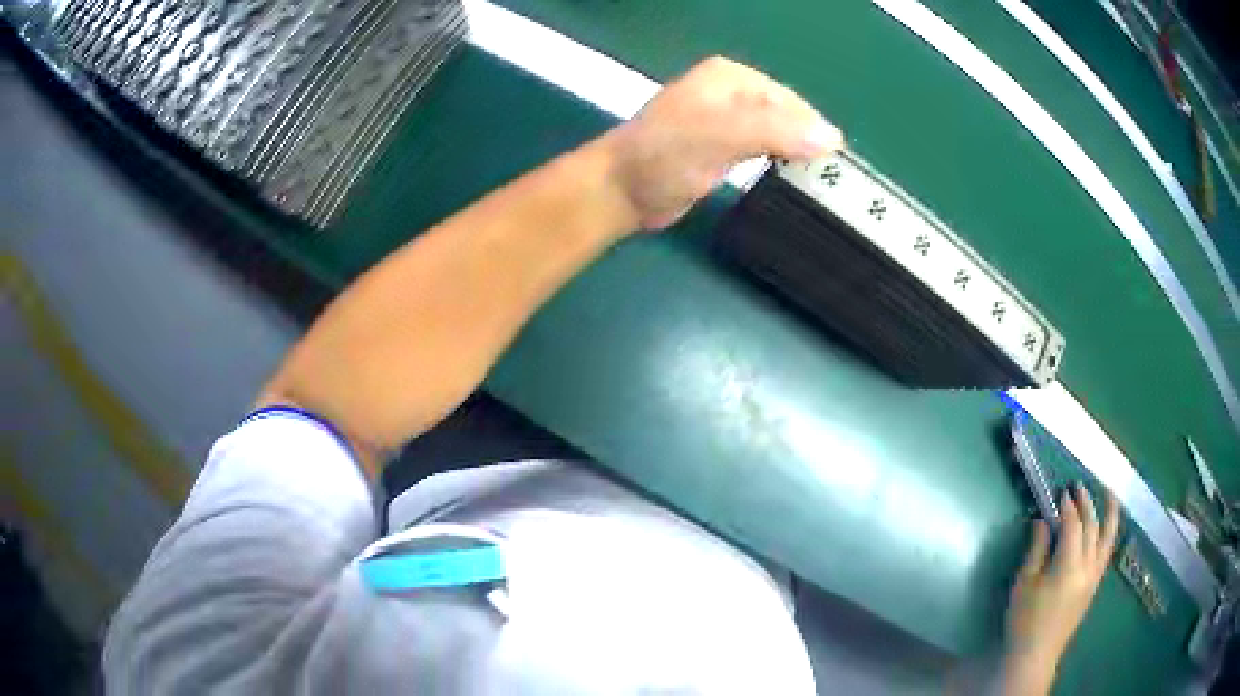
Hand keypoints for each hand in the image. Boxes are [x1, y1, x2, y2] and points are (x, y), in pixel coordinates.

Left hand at [603, 56, 842, 229]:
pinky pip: (763, 150)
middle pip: (787, 115)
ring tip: (816, 183)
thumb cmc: (665, 157)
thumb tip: (830, 138)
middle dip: (806, 143)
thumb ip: (773, 131)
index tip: (834, 167)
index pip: (790, 100)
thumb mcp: (720, 136)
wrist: (621, 191)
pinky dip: (778, 164)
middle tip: (827, 180)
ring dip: (795, 155)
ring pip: (777, 133)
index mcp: (731, 77)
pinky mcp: (721, 147)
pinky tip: (788, 180)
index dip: (814, 130)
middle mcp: (731, 92)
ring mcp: (725, 120)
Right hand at [1002, 483, 1120, 694]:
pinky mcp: (1095, 585)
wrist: (1036, 655)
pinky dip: (1109, 533)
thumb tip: (1043, 520)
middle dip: (1086, 504)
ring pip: (1107, 537)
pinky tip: (1106, 525)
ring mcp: (1095, 576)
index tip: (1060, 493)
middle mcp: (1088, 567)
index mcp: (1069, 566)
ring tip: (1108, 493)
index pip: (1073, 526)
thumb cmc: (1025, 620)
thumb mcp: (1024, 584)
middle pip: (1092, 527)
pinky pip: (1107, 551)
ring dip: (1108, 513)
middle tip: (1077, 487)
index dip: (1068, 507)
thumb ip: (1037, 549)